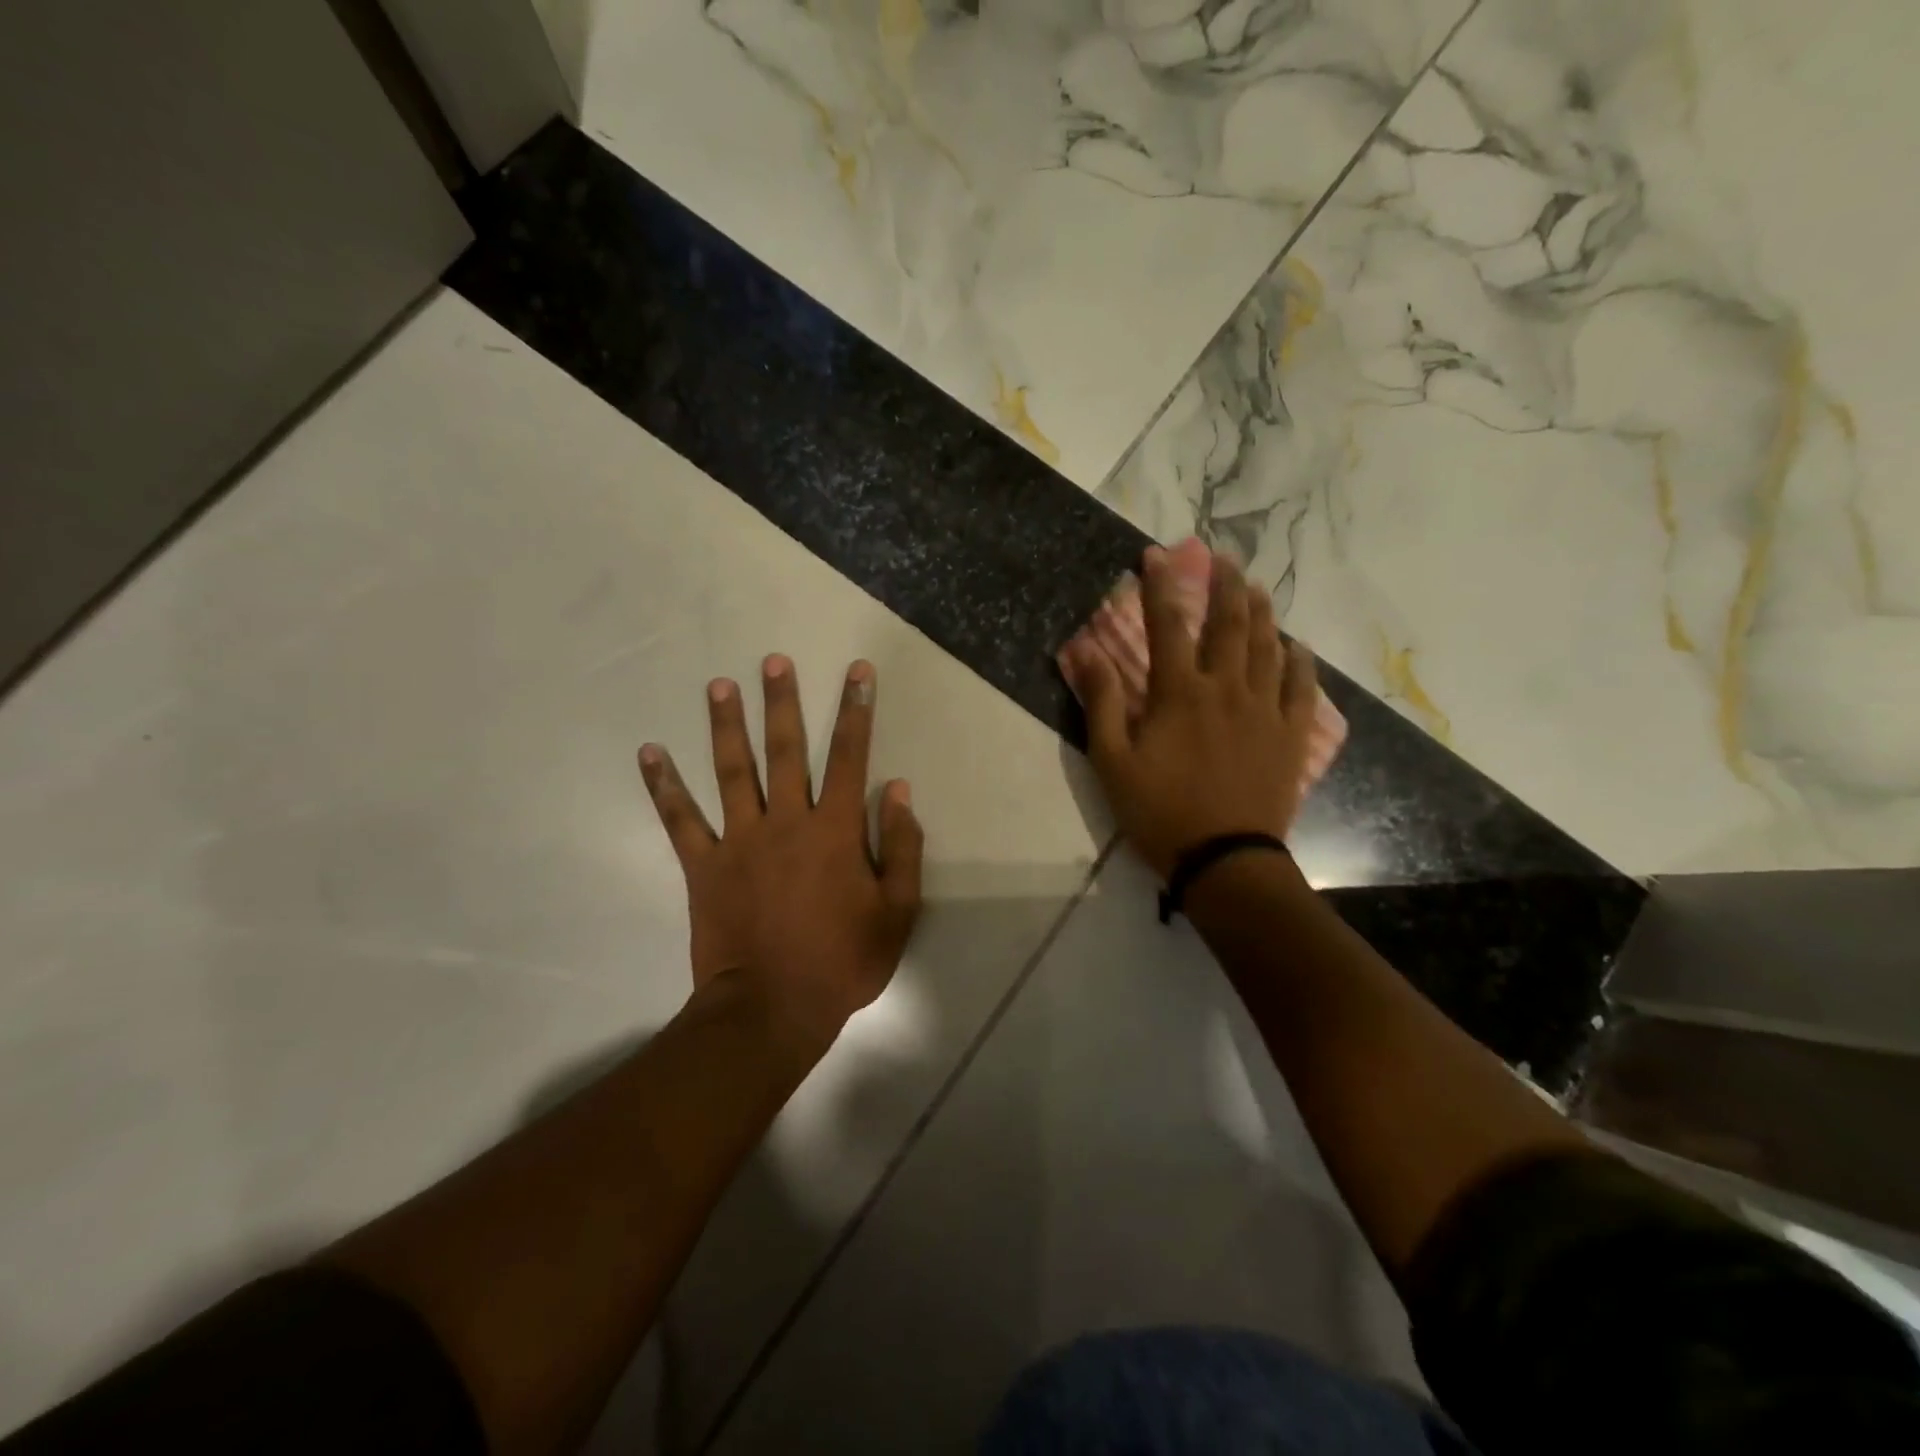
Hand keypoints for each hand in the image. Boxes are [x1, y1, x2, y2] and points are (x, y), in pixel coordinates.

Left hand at [639, 657, 923, 1045]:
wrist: (773, 1008)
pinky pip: (680, 820)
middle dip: (783, 702)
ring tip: (719, 684)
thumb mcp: (896, 911)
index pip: (850, 757)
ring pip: (732, 771)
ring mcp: (740, 841)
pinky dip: (664, 786)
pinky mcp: (704, 866)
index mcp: (834, 830)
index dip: (856, 711)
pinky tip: (650, 753)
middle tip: (773, 660)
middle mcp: (786, 822)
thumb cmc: (842, 962)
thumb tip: (897, 789)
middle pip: (785, 750)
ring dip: (726, 725)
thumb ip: (900, 847)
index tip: (857, 672)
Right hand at [1062, 548, 1318, 879]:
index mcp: (1180, 693)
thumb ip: (1102, 702)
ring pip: (1268, 648)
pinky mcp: (1290, 736)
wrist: (1224, 859)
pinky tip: (1298, 647)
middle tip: (1224, 558)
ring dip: (1262, 613)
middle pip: (1229, 625)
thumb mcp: (1113, 761)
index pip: (1167, 626)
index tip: (1156, 556)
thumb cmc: (1160, 812)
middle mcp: (1226, 689)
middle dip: (1224, 586)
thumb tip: (1084, 650)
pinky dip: (1300, 663)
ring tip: (1257, 588)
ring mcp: (1264, 710)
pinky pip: (1302, 689)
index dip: (1160, 587)